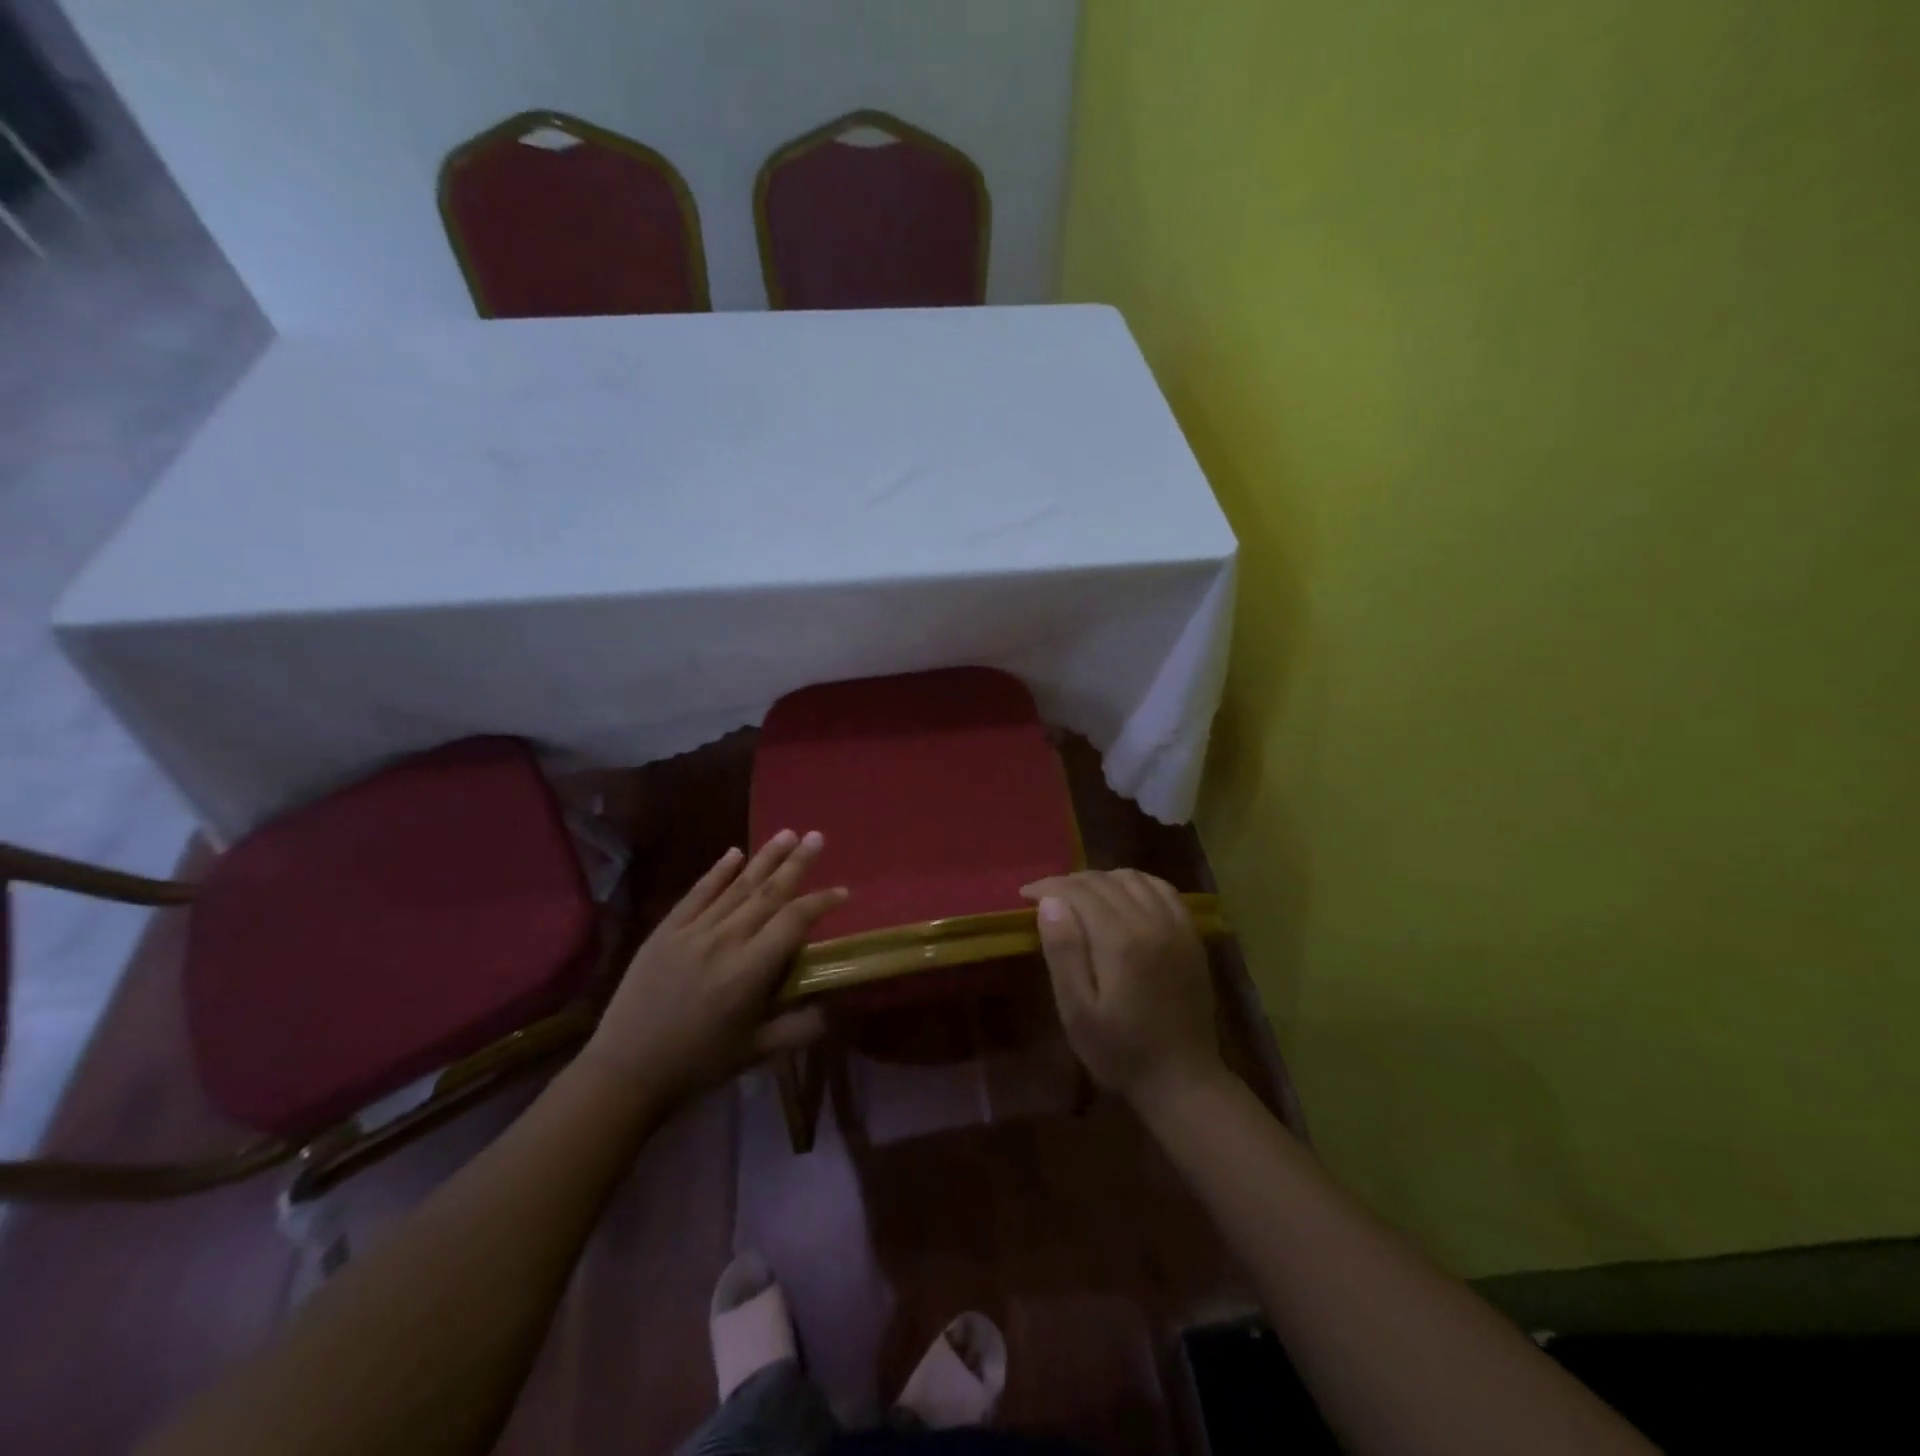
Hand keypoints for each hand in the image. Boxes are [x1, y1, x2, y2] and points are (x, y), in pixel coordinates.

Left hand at [579, 830, 847, 1106]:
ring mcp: (692, 931)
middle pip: (768, 893)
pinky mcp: (666, 930)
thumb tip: (835, 1008)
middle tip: (816, 837)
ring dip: (764, 858)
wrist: (626, 1069)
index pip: (794, 922)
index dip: (821, 902)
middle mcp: (725, 941)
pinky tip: (734, 853)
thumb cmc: (698, 1063)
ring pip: (737, 886)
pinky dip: (717, 872)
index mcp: (750, 971)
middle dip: (796, 863)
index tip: (842, 891)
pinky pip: (698, 893)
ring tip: (787, 834)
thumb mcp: (756, 1052)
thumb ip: (799, 1028)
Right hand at [1021, 870, 1224, 1109]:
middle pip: (1105, 881)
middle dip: (1070, 882)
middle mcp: (1151, 922)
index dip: (1048, 887)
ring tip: (1080, 895)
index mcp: (1121, 940)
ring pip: (1134, 879)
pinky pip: (1163, 890)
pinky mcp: (1191, 936)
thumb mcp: (1078, 1011)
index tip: (1025, 895)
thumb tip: (1050, 902)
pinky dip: (1137, 883)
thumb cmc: (1120, 1051)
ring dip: (1102, 879)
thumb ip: (1064, 952)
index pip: (1079, 891)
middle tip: (1046, 897)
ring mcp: (1177, 926)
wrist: (1182, 1079)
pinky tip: (1122, 896)